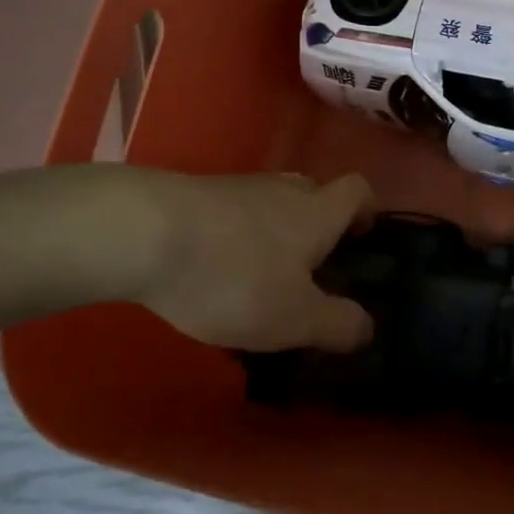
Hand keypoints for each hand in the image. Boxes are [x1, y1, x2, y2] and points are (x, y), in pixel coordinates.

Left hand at [129, 171, 375, 352]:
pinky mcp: (201, 195)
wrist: (146, 234)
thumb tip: (367, 326)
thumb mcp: (293, 318)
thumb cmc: (234, 276)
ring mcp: (241, 187)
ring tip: (262, 279)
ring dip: (276, 233)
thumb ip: (336, 324)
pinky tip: (218, 273)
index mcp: (318, 211)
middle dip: (320, 226)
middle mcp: (285, 190)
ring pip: (273, 205)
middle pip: (316, 194)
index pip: (358, 189)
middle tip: (312, 270)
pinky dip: (239, 237)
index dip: (367, 210)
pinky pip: (236, 213)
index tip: (362, 238)